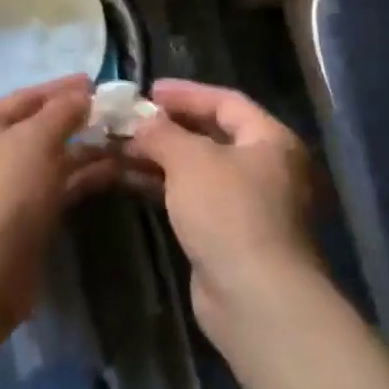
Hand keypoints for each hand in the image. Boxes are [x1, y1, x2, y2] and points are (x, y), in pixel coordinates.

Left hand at [0, 75, 116, 328]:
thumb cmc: (4, 193)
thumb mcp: (34, 141)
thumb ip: (61, 112)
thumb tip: (82, 94)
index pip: (27, 96)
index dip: (62, 88)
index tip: (96, 81)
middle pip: (38, 127)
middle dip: (77, 119)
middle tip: (117, 112)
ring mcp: (4, 186)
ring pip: (50, 159)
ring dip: (85, 150)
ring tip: (126, 140)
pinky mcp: (22, 216)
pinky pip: (55, 186)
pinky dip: (81, 177)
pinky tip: (115, 170)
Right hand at [124, 79, 319, 349]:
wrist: (255, 298)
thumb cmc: (229, 212)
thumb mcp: (190, 160)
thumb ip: (162, 133)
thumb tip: (142, 123)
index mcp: (270, 141)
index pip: (226, 102)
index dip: (186, 93)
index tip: (147, 91)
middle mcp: (266, 169)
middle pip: (211, 135)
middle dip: (167, 127)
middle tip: (128, 121)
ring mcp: (249, 205)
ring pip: (198, 169)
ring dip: (159, 157)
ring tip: (118, 148)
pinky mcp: (230, 235)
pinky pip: (193, 197)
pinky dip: (164, 185)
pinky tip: (130, 180)